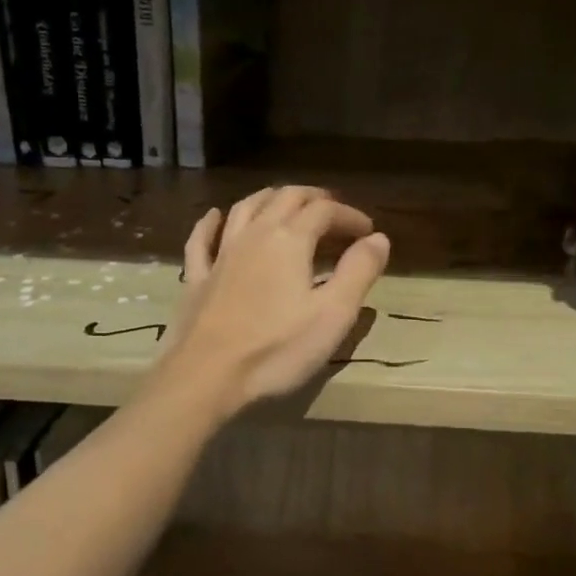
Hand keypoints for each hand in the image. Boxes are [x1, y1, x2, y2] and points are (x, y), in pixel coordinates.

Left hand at [159, 186, 390, 413]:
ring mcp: (221, 254)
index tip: (367, 231)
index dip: (349, 215)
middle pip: (285, 199)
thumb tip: (379, 238)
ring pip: (245, 208)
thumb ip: (359, 272)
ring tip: (285, 202)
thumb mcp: (333, 314)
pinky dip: (211, 222)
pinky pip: (202, 239)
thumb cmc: (277, 349)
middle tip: (333, 210)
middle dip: (313, 198)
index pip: (325, 211)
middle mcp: (254, 235)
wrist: (206, 376)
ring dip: (270, 199)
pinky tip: (215, 215)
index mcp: (290, 240)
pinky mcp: (197, 278)